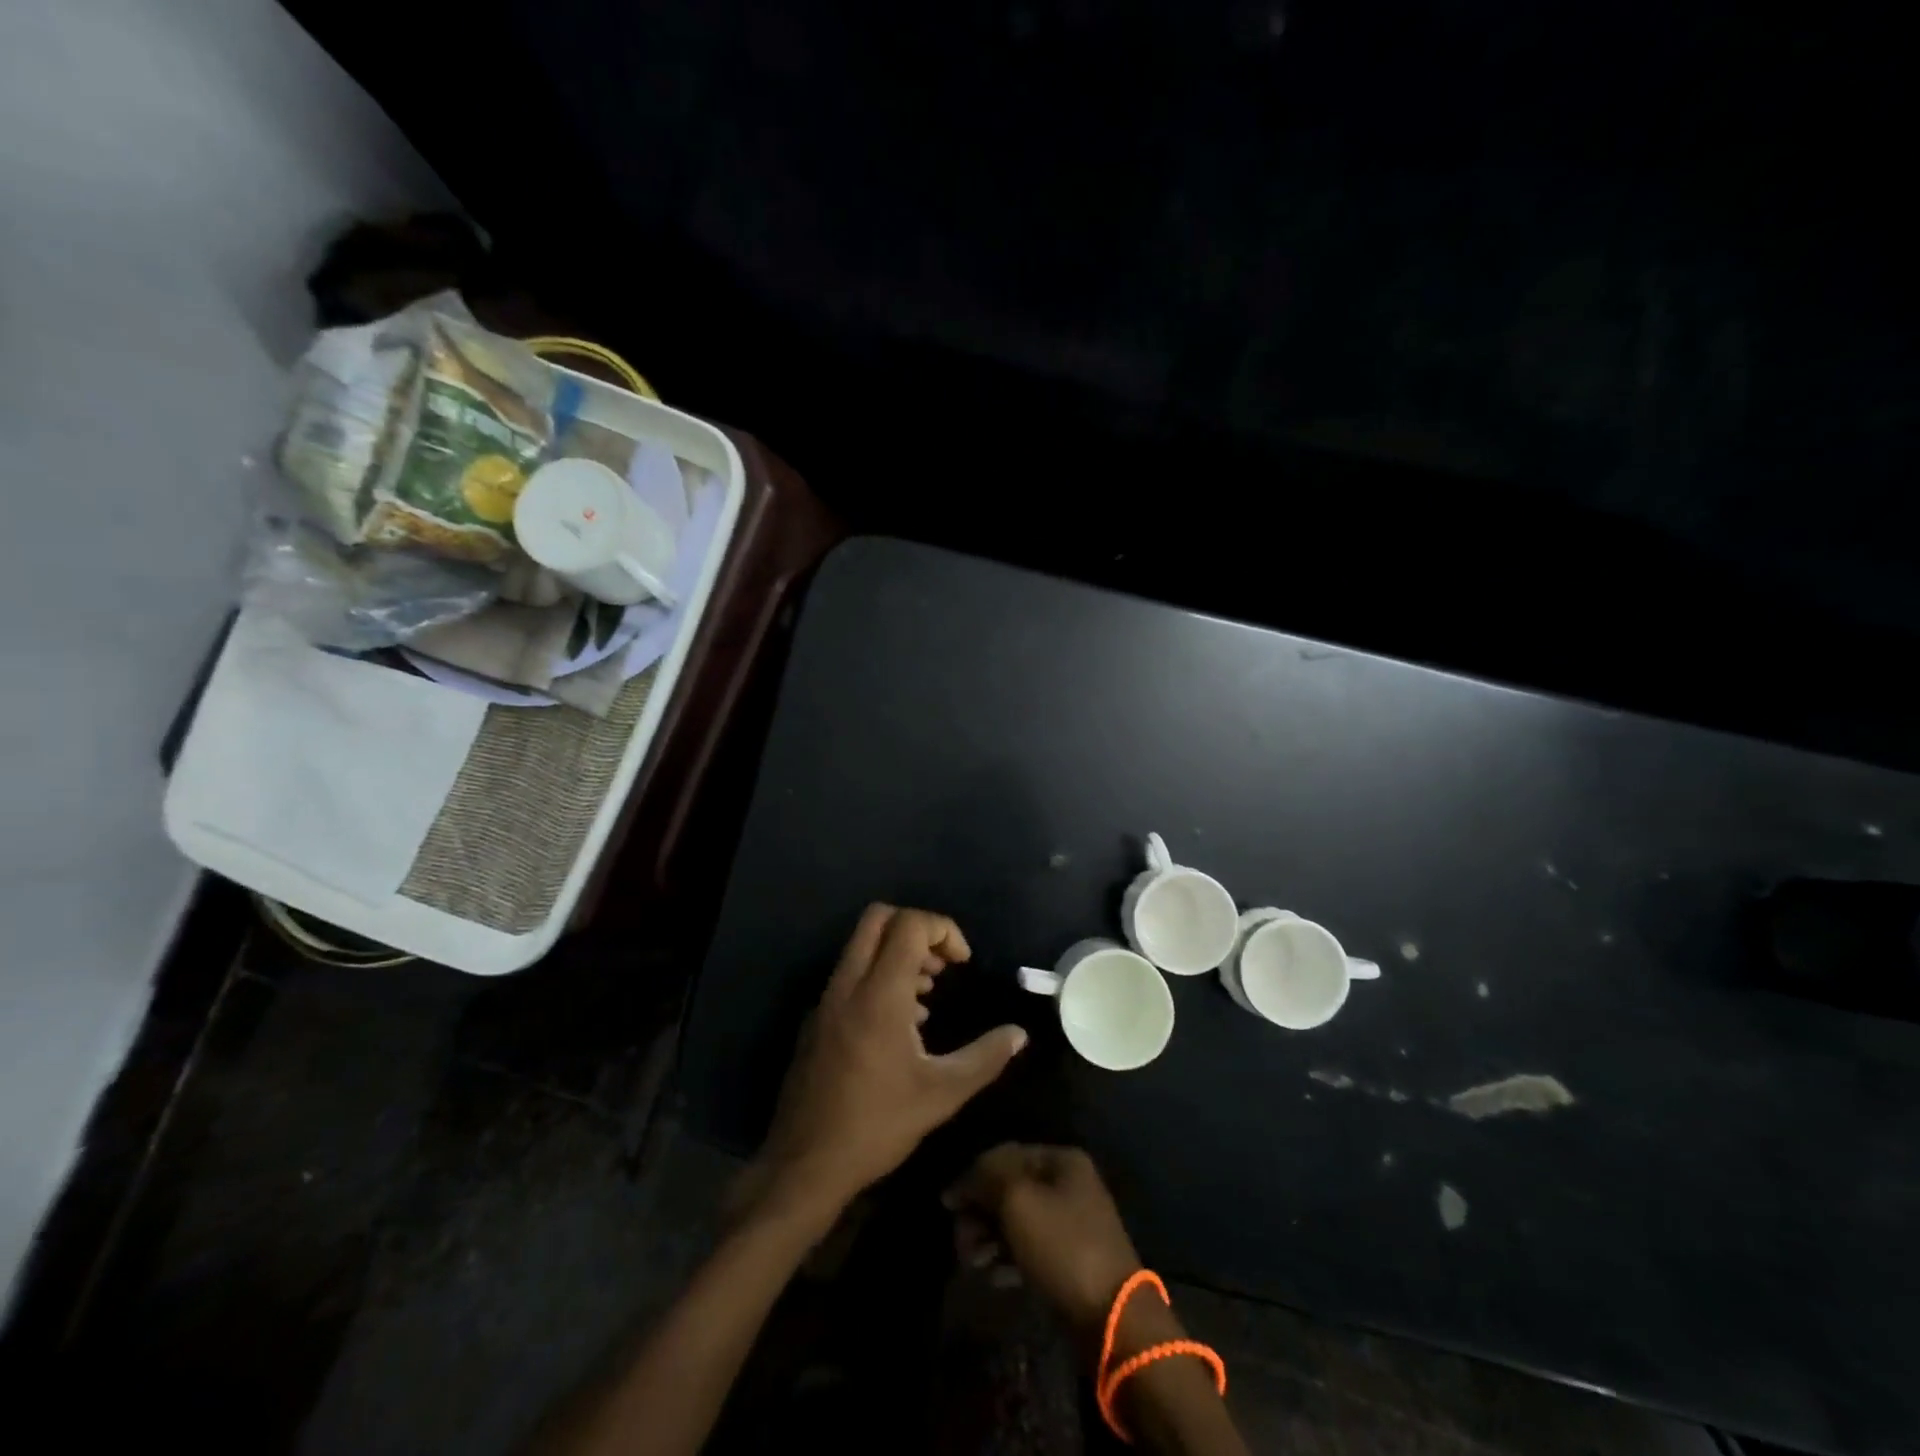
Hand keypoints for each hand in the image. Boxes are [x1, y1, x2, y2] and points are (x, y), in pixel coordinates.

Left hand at [750, 905, 1028, 1222]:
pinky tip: (899, 1024)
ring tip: (926, 996)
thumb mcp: (942, 1094)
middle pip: (878, 918)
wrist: (804, 1165)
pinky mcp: (815, 1019)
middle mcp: (847, 984)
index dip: (943, 929)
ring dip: (896, 953)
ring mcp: (826, 1000)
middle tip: (941, 967)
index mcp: (878, 993)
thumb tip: (1019, 1034)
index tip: (962, 962)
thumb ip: (985, 1057)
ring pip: (861, 945)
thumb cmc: (877, 1125)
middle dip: (917, 929)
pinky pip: (849, 974)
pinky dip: (877, 976)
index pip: (909, 924)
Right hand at [943, 1144, 1143, 1340]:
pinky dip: (1007, 1259)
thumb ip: (986, 1178)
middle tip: (961, 1241)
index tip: (947, 1204)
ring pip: (1017, 1221)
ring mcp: (1070, 1223)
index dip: (973, 1175)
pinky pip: (1029, 1249)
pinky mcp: (1069, 1260)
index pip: (1006, 1155)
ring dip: (989, 1238)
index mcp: (1061, 1160)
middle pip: (1010, 1189)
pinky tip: (993, 1277)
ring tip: (973, 1263)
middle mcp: (1067, 1185)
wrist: (1112, 1318)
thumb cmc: (1063, 1246)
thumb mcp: (1018, 1201)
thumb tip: (962, 1181)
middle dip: (980, 1212)